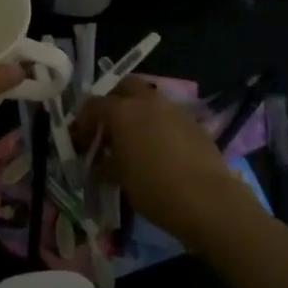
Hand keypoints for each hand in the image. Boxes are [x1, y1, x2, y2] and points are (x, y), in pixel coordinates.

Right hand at [74, 78, 242, 243]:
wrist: (206, 200)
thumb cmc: (153, 188)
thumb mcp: (119, 177)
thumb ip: (106, 161)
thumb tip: (101, 159)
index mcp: (122, 111)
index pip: (93, 105)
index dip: (83, 122)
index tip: (80, 141)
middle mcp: (147, 101)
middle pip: (124, 87)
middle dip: (113, 102)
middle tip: (108, 128)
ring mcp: (174, 109)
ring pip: (150, 99)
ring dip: (138, 112)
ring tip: (134, 139)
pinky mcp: (194, 122)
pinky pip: (168, 115)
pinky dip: (158, 124)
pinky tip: (159, 148)